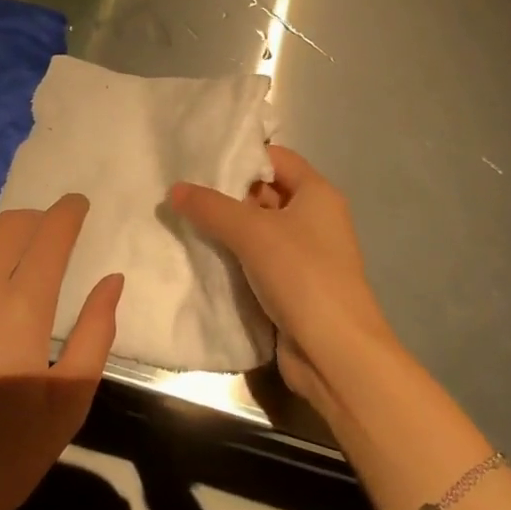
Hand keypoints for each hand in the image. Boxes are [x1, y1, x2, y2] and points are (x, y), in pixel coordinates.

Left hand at [0, 196, 123, 509]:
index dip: (67, 213)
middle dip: (30, 219)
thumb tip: (113, 280)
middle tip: (38, 229)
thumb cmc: (1, 456)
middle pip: (6, 229)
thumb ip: (96, 335)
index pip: (51, 237)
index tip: (76, 204)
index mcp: (23, 307)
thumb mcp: (67, 405)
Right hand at [171, 145, 397, 411]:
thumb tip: (174, 189)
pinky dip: (234, 258)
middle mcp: (315, 219)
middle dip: (227, 194)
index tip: (199, 161)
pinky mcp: (294, 286)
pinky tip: (201, 257)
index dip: (241, 157)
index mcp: (317, 194)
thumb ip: (211, 207)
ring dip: (227, 229)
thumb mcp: (252, 232)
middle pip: (265, 193)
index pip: (275, 158)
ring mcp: (305, 255)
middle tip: (183, 193)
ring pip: (259, 230)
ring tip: (183, 222)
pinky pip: (258, 261)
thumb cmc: (301, 275)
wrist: (336, 353)